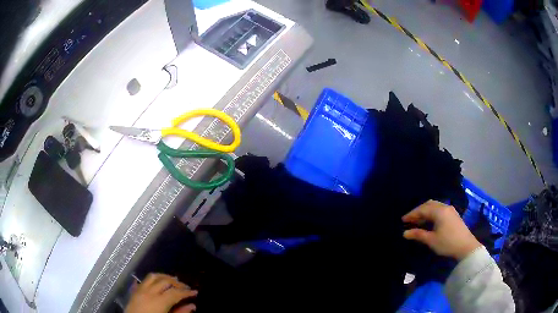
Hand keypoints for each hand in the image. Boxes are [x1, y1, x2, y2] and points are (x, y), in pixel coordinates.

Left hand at [125, 273, 197, 312]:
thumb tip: (192, 306)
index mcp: (159, 301)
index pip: (175, 292)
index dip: (186, 292)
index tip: (195, 292)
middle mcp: (149, 292)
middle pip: (165, 281)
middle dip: (177, 283)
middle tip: (185, 287)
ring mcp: (140, 290)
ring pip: (153, 276)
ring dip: (164, 277)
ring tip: (172, 280)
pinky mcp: (134, 291)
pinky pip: (143, 280)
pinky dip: (152, 279)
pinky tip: (156, 283)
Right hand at [402, 200, 480, 260]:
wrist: (466, 247)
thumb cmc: (447, 243)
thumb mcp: (431, 240)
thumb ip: (418, 234)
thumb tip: (405, 233)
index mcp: (439, 211)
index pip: (422, 209)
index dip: (412, 214)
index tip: (403, 220)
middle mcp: (444, 207)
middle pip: (429, 204)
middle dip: (418, 211)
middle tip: (410, 220)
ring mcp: (450, 210)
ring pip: (435, 206)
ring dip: (426, 212)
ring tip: (418, 221)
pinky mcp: (453, 215)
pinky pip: (440, 209)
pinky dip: (432, 213)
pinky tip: (429, 222)